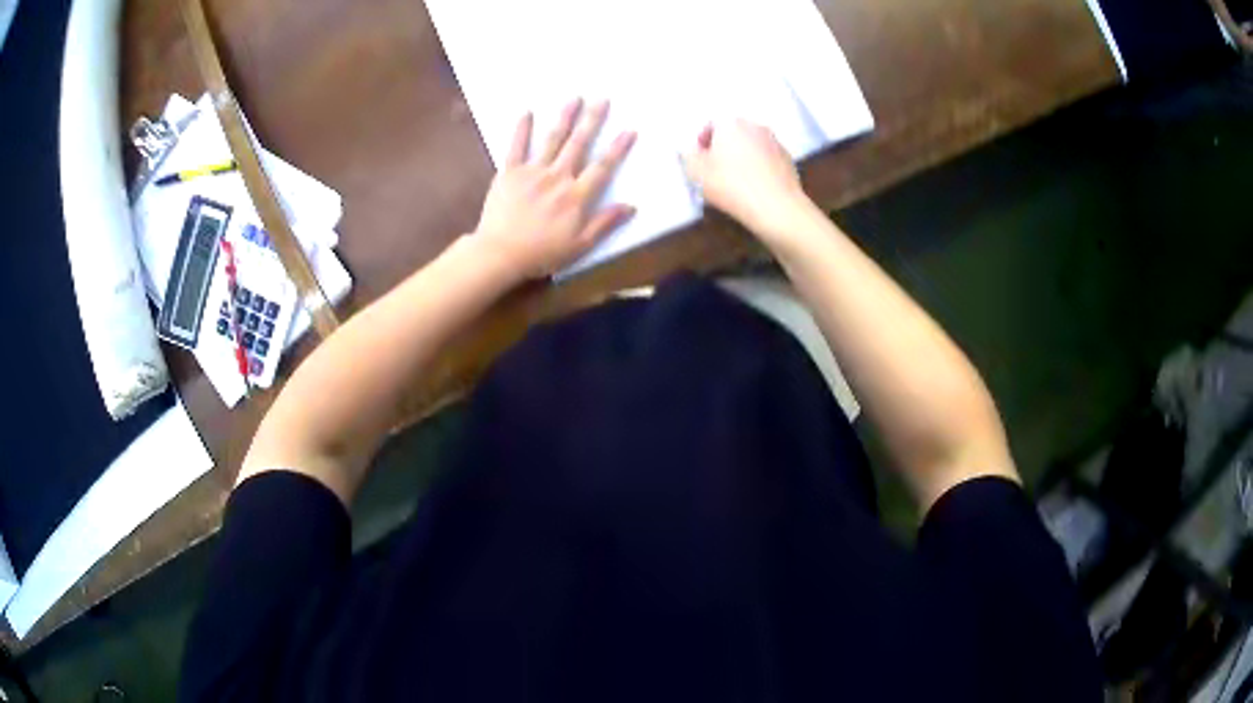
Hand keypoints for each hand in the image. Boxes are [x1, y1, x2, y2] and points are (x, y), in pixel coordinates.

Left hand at [473, 98, 636, 280]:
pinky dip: (522, 129)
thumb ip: (605, 223)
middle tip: (603, 99)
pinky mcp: (509, 172)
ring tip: (575, 98)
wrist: (500, 253)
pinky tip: (527, 112)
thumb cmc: (541, 254)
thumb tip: (631, 206)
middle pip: (579, 144)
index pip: (602, 167)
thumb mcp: (580, 246)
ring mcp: (532, 172)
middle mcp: (557, 177)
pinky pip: (516, 147)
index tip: (629, 129)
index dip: (617, 148)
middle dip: (592, 120)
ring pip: (552, 139)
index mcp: (576, 196)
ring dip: (565, 117)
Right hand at [681, 119, 815, 241]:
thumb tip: (691, 150)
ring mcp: (775, 142)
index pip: (711, 124)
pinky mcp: (788, 159)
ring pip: (751, 145)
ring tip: (737, 181)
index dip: (703, 142)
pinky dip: (760, 168)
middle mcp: (755, 126)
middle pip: (733, 133)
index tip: (701, 161)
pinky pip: (767, 159)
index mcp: (731, 123)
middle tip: (716, 171)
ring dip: (743, 157)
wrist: (777, 208)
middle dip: (724, 148)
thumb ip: (687, 155)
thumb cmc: (732, 186)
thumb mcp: (696, 172)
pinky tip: (756, 187)